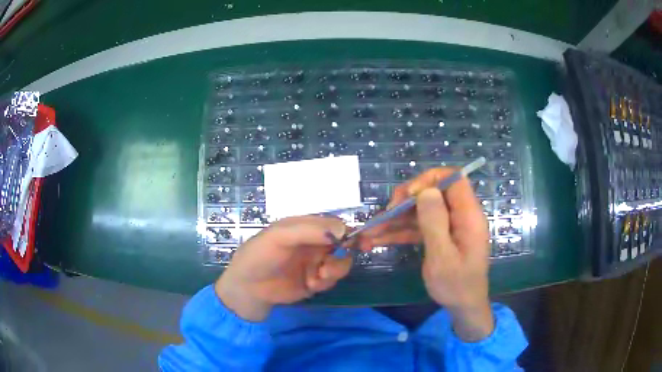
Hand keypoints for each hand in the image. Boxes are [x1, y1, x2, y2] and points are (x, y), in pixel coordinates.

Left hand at [215, 216, 350, 321]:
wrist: (248, 288)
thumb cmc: (260, 256)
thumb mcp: (280, 236)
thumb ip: (309, 230)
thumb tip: (343, 229)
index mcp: (306, 227)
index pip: (335, 225)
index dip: (351, 231)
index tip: (363, 241)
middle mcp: (314, 243)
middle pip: (344, 245)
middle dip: (343, 255)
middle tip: (335, 264)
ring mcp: (316, 262)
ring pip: (341, 263)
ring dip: (334, 270)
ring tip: (318, 276)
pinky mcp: (316, 281)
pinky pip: (332, 279)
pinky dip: (325, 282)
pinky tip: (311, 284)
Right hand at [360, 168, 492, 340]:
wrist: (463, 307)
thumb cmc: (456, 285)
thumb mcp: (443, 257)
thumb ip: (435, 222)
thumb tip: (426, 191)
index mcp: (468, 215)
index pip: (453, 179)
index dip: (428, 180)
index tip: (407, 196)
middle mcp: (460, 215)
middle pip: (432, 193)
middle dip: (405, 202)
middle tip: (383, 216)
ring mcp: (449, 226)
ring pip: (421, 211)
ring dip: (396, 220)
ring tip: (370, 232)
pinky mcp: (440, 236)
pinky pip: (419, 227)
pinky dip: (400, 232)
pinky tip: (378, 239)